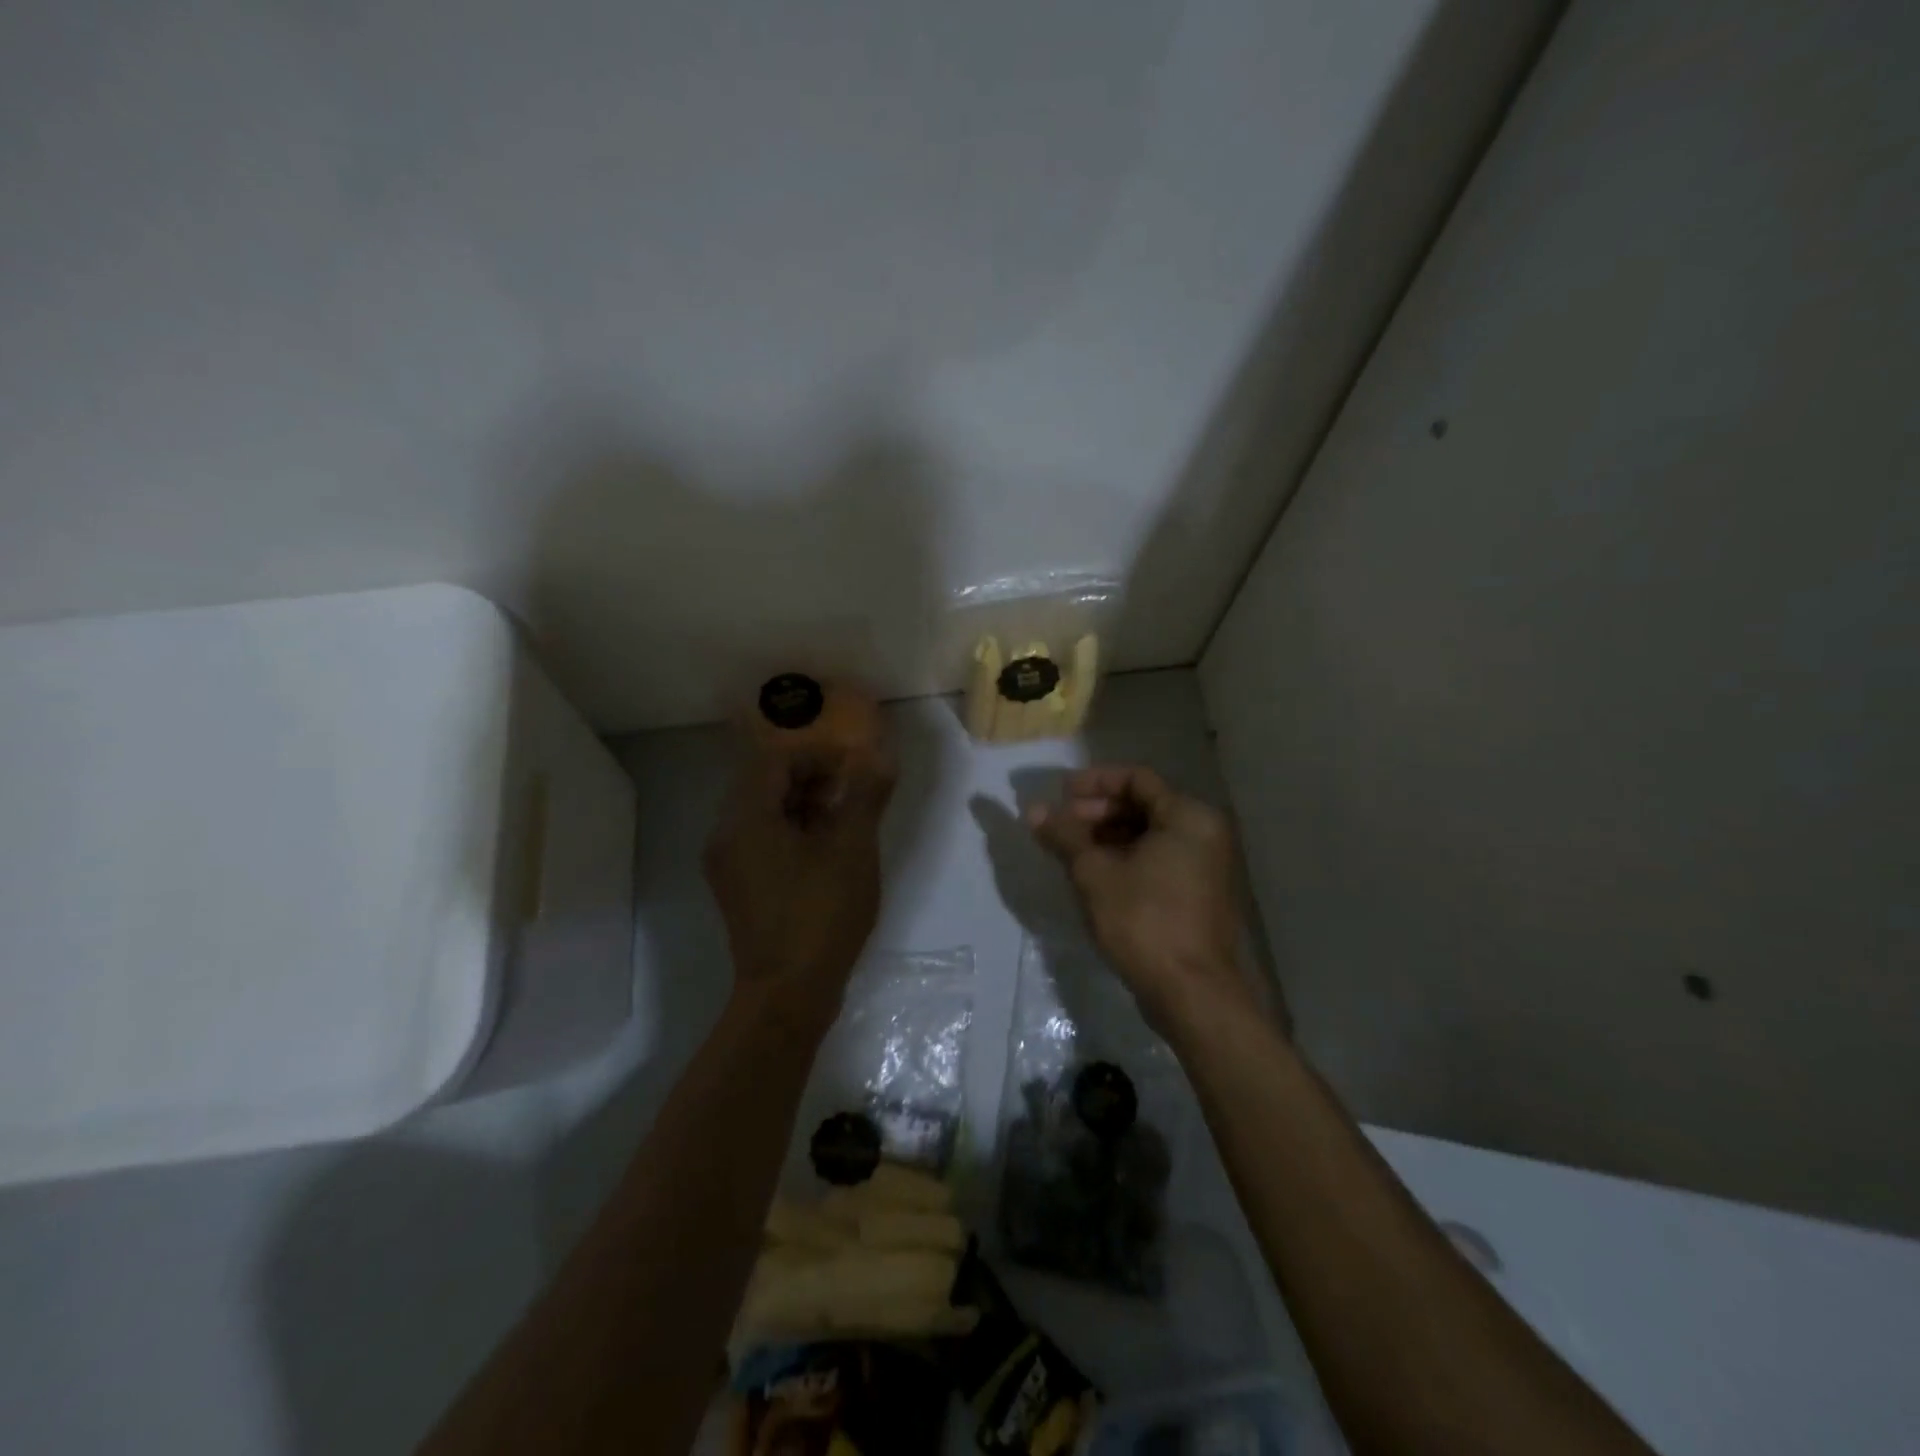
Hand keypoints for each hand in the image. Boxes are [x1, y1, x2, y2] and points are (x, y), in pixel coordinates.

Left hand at [704, 734, 895, 1013]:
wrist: (788, 994)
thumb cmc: (820, 914)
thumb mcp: (852, 849)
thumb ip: (865, 795)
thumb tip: (880, 756)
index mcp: (745, 819)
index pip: (774, 759)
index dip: (815, 755)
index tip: (852, 766)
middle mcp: (725, 835)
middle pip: (764, 782)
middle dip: (810, 777)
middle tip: (851, 789)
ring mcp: (728, 864)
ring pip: (763, 812)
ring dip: (803, 803)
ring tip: (845, 818)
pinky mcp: (738, 887)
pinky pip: (761, 839)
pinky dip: (792, 830)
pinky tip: (826, 850)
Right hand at [1027, 765, 1264, 1031]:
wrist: (1191, 992)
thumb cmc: (1144, 921)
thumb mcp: (1095, 873)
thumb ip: (1065, 835)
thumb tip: (1033, 809)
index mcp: (1189, 817)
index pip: (1136, 779)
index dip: (1094, 782)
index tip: (1060, 795)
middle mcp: (1204, 833)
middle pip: (1144, 805)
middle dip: (1098, 812)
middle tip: (1061, 826)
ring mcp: (1205, 865)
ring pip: (1149, 834)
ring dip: (1108, 836)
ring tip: (1070, 850)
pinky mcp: (1198, 893)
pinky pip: (1158, 858)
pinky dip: (1126, 858)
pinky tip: (1094, 873)